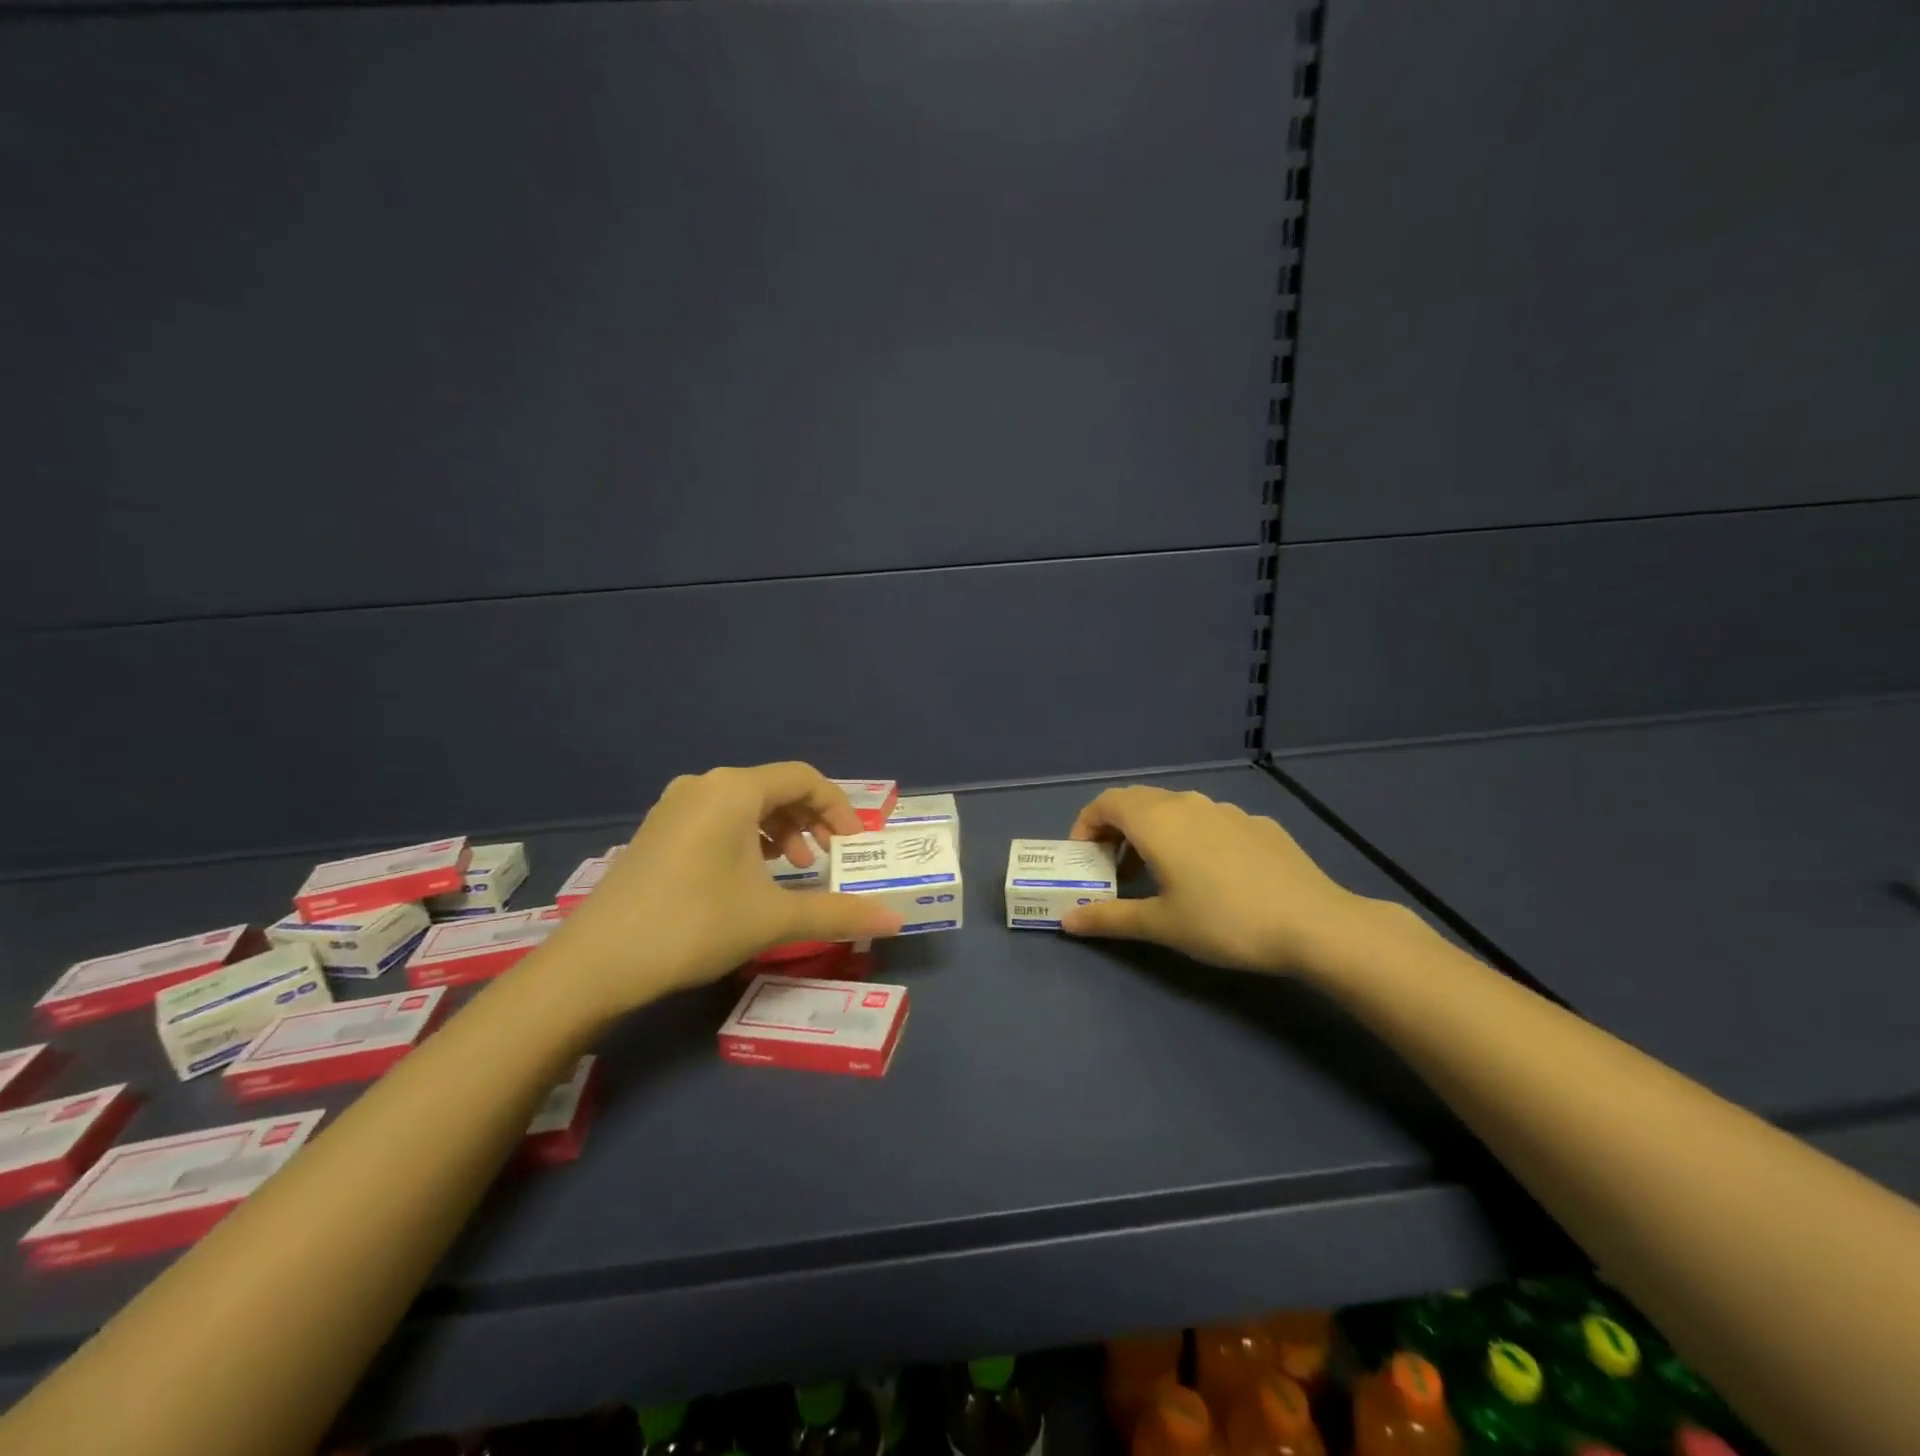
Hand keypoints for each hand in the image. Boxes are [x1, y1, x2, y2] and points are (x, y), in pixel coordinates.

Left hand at [535, 763, 904, 1017]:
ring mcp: (674, 806)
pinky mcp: (657, 830)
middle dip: (811, 821)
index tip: (855, 845)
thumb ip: (839, 913)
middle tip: (828, 859)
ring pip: (745, 804)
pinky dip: (747, 838)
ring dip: (780, 830)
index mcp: (734, 790)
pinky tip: (750, 875)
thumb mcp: (773, 918)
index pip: (805, 779)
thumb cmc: (694, 925)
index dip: (839, 808)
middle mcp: (703, 785)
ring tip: (793, 867)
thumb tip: (896, 920)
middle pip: (775, 788)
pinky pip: (718, 818)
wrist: (597, 963)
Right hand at [1060, 785, 1377, 974]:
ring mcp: (1227, 810)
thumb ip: (1109, 918)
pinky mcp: (1257, 824)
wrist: (1314, 923)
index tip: (1084, 859)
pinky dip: (1191, 838)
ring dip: (1153, 834)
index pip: (1106, 802)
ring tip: (1159, 875)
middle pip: (1138, 802)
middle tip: (1114, 870)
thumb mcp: (1161, 924)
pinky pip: (1209, 821)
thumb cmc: (1224, 921)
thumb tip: (1067, 920)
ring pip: (1175, 810)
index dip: (1085, 825)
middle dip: (1116, 830)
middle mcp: (1188, 803)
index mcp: (1157, 821)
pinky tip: (1211, 877)